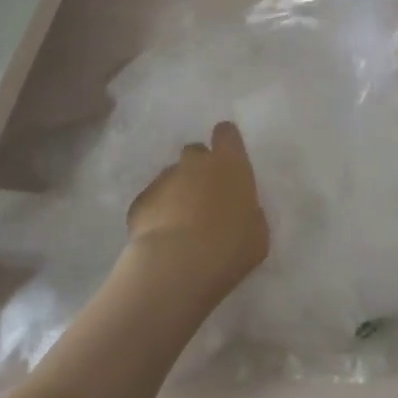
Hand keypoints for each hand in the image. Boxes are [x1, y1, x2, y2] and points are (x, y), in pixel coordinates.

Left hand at [123, 121, 269, 307]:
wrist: (178, 264)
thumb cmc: (230, 247)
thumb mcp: (257, 232)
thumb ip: (248, 212)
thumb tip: (237, 210)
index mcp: (229, 164)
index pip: (226, 133)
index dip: (226, 143)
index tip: (227, 160)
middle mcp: (194, 163)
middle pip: (196, 153)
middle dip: (199, 170)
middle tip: (206, 199)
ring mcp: (164, 179)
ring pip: (172, 178)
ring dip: (177, 194)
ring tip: (182, 226)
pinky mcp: (140, 200)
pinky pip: (153, 201)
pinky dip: (158, 213)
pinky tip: (163, 238)